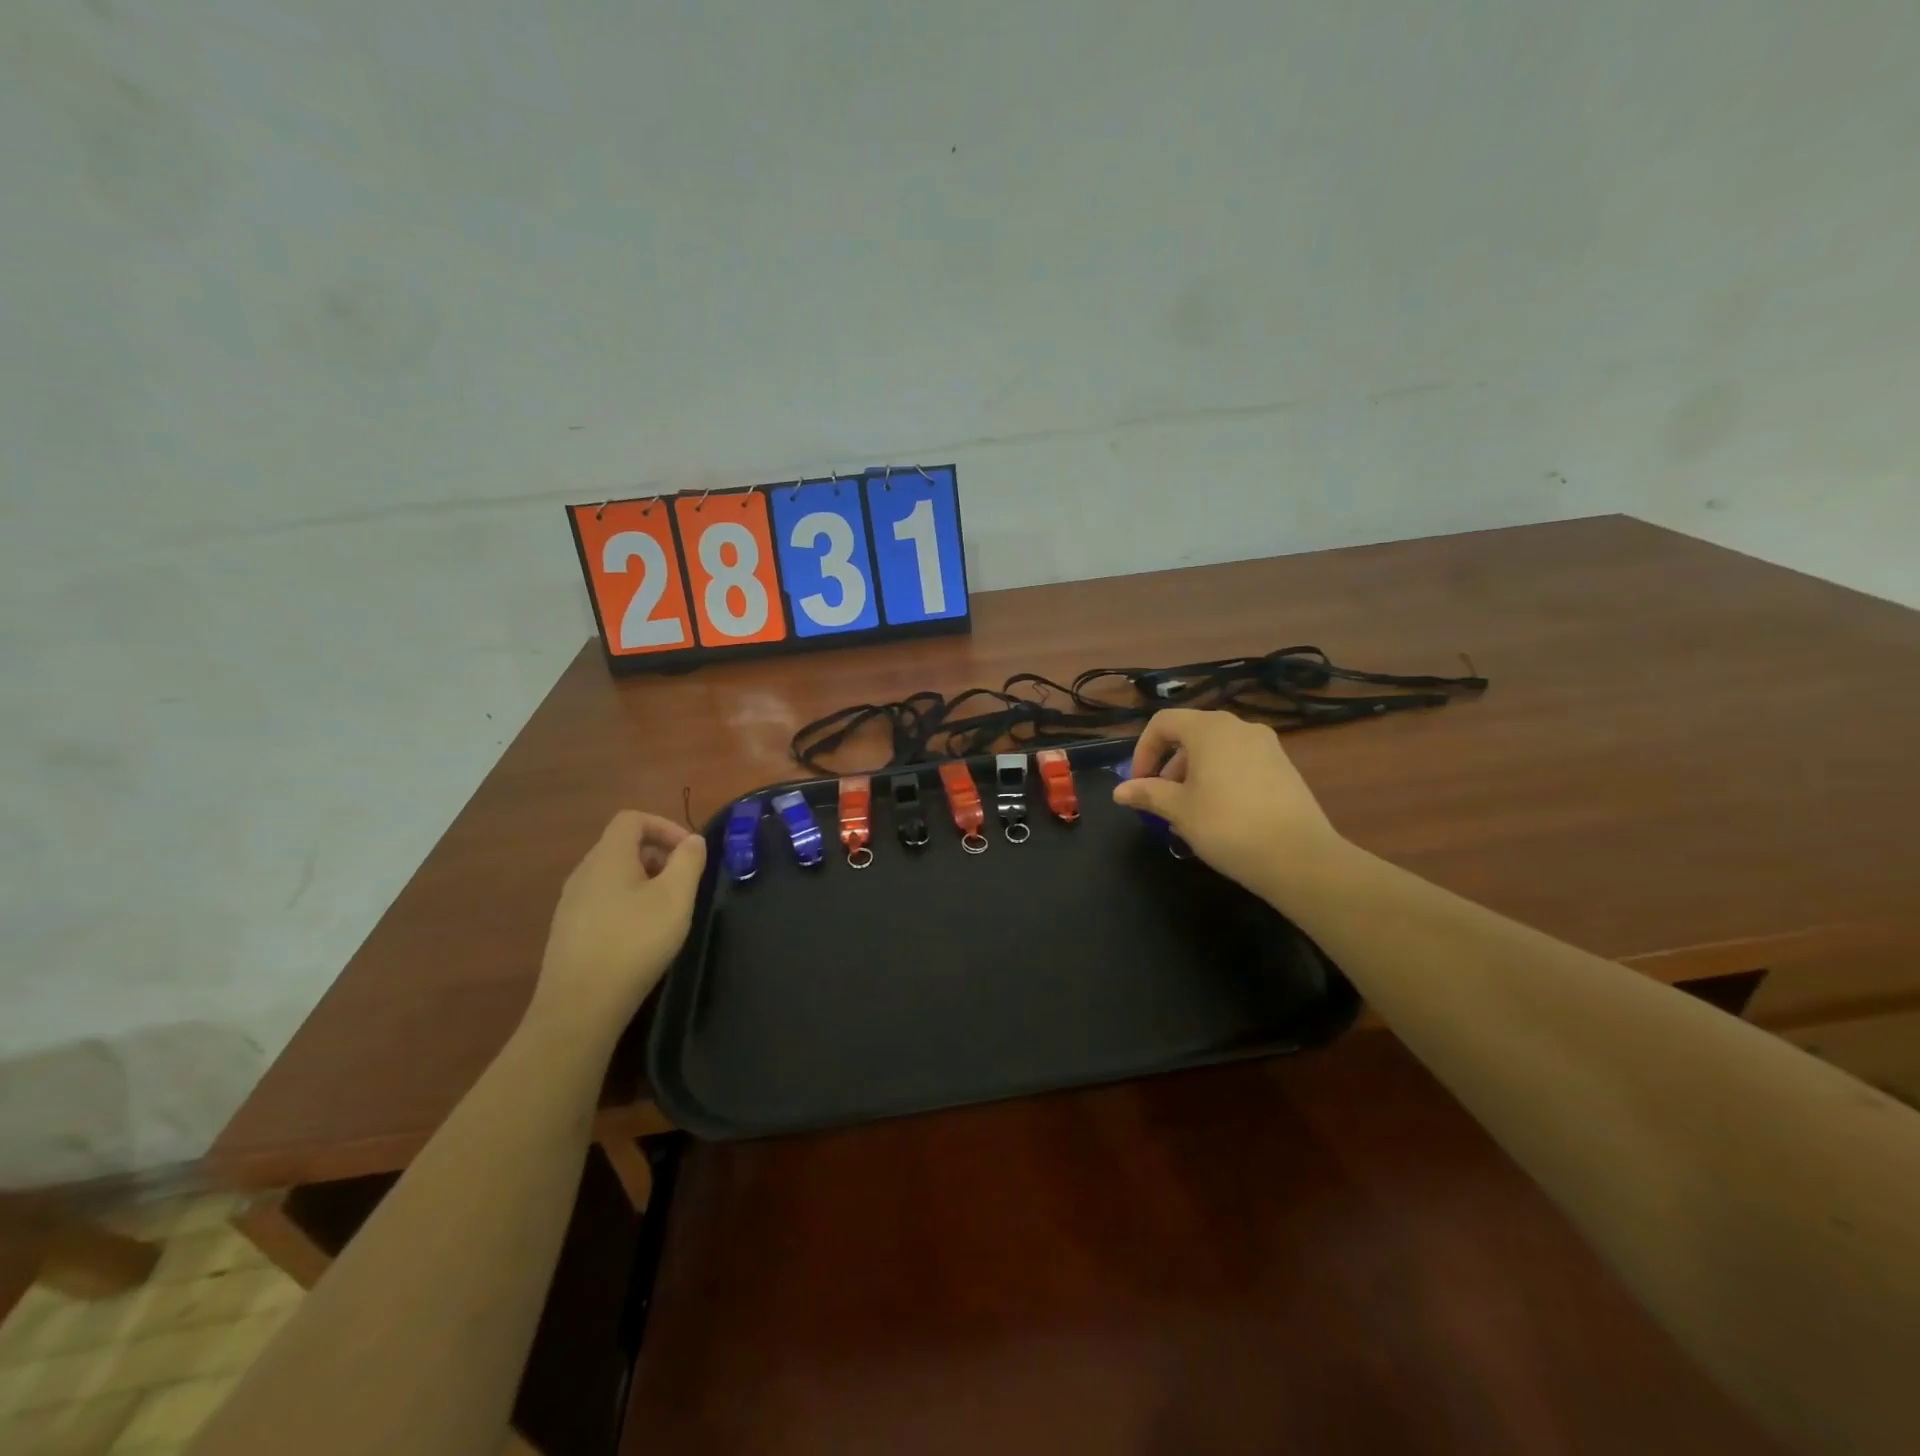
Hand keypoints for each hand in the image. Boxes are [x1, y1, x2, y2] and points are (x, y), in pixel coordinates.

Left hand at [528, 810, 706, 1042]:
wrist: (579, 1007)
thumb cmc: (634, 942)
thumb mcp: (675, 898)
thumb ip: (688, 861)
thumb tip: (693, 841)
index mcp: (607, 857)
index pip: (632, 819)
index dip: (665, 826)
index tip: (689, 853)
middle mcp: (583, 873)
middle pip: (622, 845)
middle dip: (658, 855)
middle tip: (684, 883)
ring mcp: (570, 903)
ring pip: (612, 875)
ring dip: (644, 881)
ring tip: (667, 911)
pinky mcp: (568, 931)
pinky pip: (602, 900)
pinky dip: (626, 903)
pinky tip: (640, 936)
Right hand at [1113, 709, 1347, 903]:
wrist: (1299, 857)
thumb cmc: (1227, 826)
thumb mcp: (1179, 811)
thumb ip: (1148, 794)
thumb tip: (1120, 791)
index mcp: (1210, 729)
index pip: (1163, 722)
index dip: (1143, 750)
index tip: (1138, 784)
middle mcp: (1239, 727)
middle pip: (1191, 733)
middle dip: (1168, 764)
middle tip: (1161, 800)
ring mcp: (1267, 745)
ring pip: (1216, 749)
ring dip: (1193, 773)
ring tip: (1189, 812)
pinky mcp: (1284, 767)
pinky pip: (1240, 762)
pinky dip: (1220, 778)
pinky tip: (1221, 814)